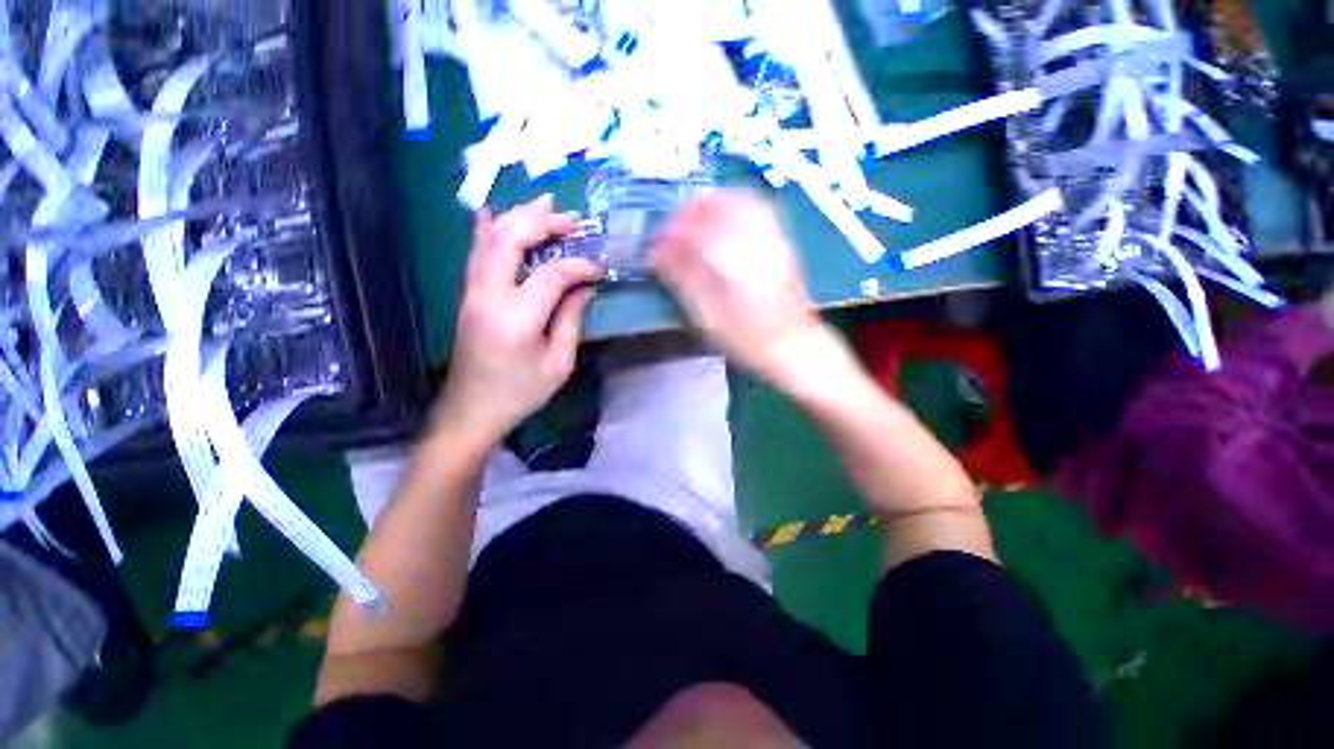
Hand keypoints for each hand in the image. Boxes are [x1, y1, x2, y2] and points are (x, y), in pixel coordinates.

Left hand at [434, 195, 601, 446]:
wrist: (472, 409)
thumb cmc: (521, 392)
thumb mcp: (558, 363)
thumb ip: (571, 320)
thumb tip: (584, 287)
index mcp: (517, 318)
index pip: (552, 274)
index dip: (579, 266)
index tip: (599, 268)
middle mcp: (489, 296)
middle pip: (512, 240)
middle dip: (543, 223)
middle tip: (571, 220)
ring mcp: (472, 292)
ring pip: (491, 239)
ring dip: (518, 217)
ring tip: (544, 204)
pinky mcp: (468, 295)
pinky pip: (476, 253)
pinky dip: (485, 229)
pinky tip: (490, 211)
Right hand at [652, 191, 821, 379]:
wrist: (794, 346)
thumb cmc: (747, 340)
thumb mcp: (708, 317)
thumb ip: (684, 280)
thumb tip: (657, 255)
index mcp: (734, 263)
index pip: (695, 230)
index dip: (670, 232)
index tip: (654, 245)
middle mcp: (756, 241)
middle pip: (720, 205)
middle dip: (690, 211)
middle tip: (672, 230)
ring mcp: (773, 238)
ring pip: (741, 201)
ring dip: (712, 205)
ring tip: (694, 222)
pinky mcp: (782, 242)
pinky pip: (757, 210)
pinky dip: (734, 207)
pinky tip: (724, 224)